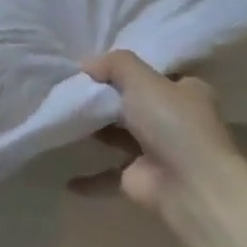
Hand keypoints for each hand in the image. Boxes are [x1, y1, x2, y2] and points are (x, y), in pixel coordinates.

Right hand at [70, 50, 241, 212]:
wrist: (187, 183)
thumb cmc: (172, 123)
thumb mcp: (142, 80)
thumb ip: (115, 64)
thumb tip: (87, 63)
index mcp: (187, 92)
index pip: (155, 75)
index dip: (127, 70)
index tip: (93, 67)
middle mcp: (175, 120)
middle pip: (133, 104)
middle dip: (104, 100)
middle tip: (69, 90)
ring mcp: (157, 150)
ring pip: (118, 137)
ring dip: (94, 133)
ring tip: (59, 120)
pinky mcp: (140, 177)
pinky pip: (107, 175)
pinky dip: (88, 177)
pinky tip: (65, 177)